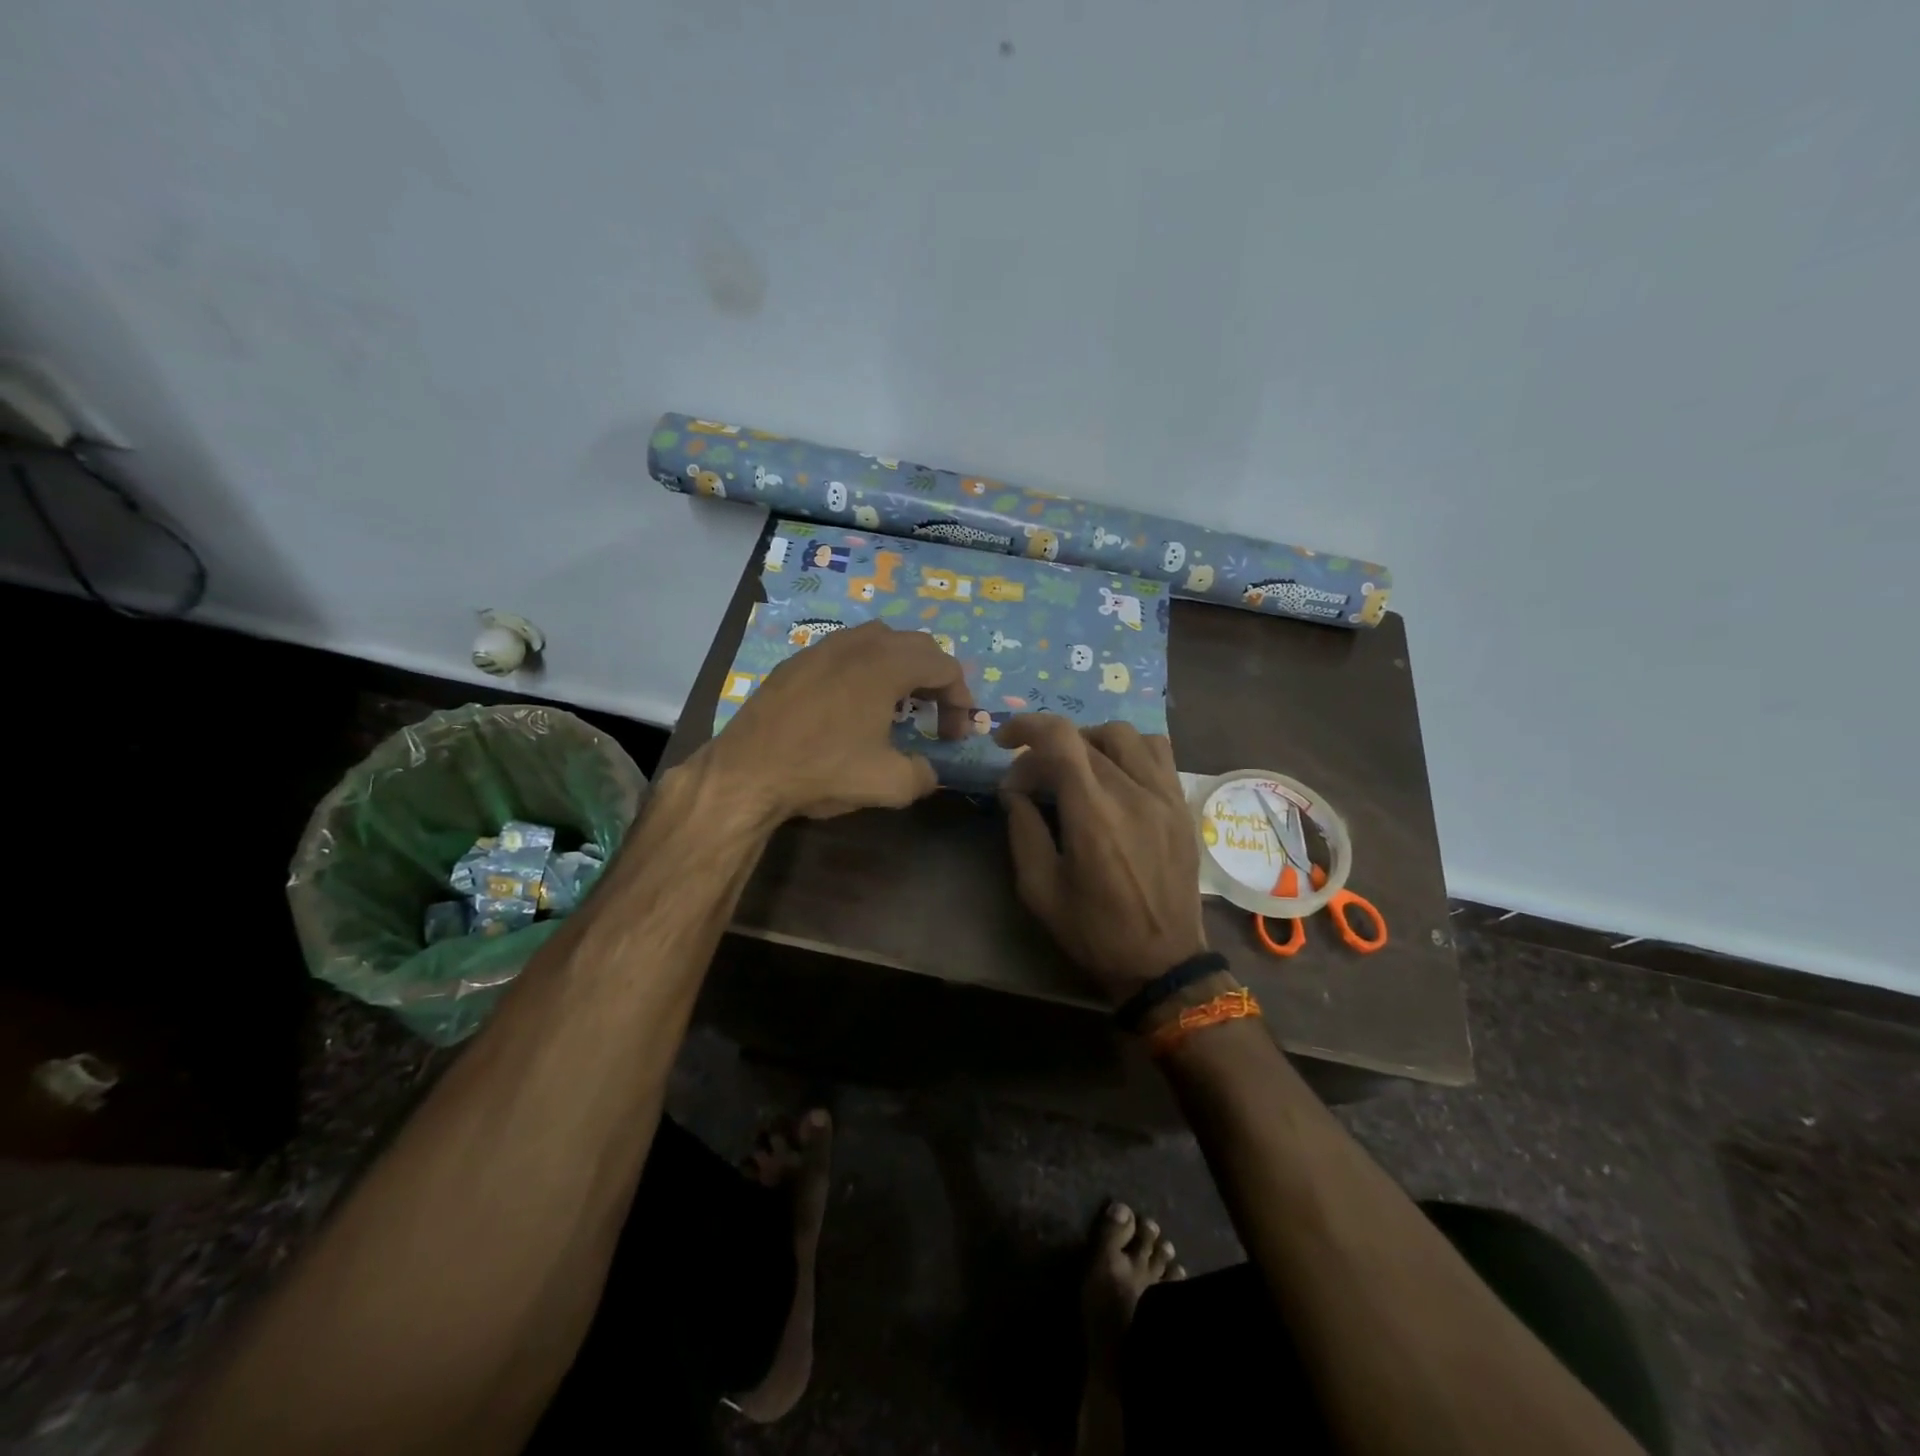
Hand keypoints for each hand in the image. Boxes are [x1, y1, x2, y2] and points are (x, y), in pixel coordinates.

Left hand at [702, 620, 973, 822]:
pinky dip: (865, 668)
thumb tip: (929, 772)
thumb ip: (923, 775)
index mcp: (886, 665)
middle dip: (935, 678)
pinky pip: (845, 651)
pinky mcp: (796, 662)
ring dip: (900, 666)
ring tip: (898, 703)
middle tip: (935, 714)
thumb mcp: (889, 784)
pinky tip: (853, 703)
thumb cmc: (823, 770)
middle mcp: (857, 645)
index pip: (944, 666)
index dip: (960, 699)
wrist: (747, 772)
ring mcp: (822, 648)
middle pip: (915, 644)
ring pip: (878, 640)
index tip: (954, 734)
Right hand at [994, 715, 1205, 1003]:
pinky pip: (1157, 751)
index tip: (1004, 741)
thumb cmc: (1094, 931)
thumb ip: (1023, 829)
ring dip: (1090, 741)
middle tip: (1031, 780)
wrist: (1164, 961)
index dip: (1026, 727)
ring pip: (1124, 734)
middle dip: (1046, 750)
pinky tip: (1115, 773)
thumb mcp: (1039, 889)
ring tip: (1075, 769)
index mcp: (1093, 816)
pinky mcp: (1181, 804)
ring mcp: (1164, 795)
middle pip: (1084, 738)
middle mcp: (1132, 793)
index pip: (1060, 739)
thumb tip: (1014, 789)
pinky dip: (1128, 749)